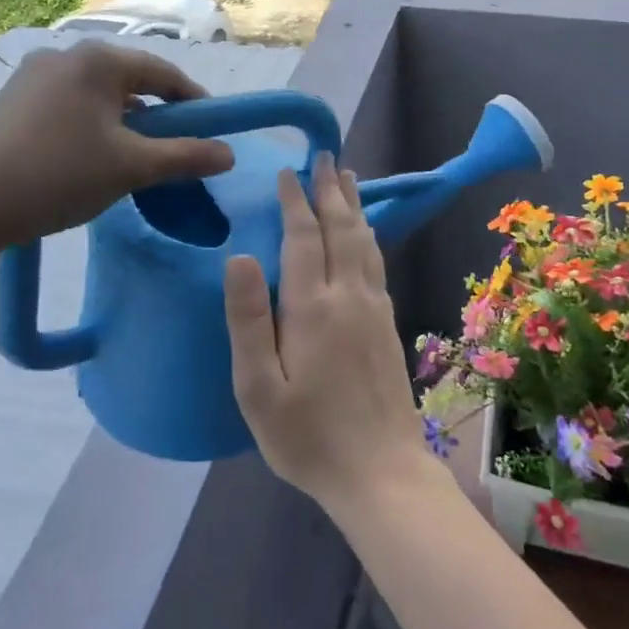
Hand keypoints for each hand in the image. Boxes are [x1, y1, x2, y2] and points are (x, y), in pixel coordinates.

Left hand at [0, 40, 235, 256]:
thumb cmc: (57, 177)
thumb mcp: (132, 168)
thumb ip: (186, 157)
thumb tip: (229, 153)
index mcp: (98, 60)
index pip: (164, 73)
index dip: (194, 103)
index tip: (212, 133)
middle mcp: (65, 54)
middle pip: (131, 81)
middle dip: (158, 115)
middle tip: (172, 151)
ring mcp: (33, 75)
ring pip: (99, 95)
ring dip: (125, 123)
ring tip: (130, 160)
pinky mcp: (12, 98)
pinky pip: (70, 104)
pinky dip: (93, 126)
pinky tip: (88, 160)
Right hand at [224, 155, 428, 514]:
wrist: (381, 472)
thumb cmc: (308, 436)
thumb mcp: (259, 388)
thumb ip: (248, 320)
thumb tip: (240, 256)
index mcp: (312, 307)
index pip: (302, 237)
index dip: (294, 201)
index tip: (287, 172)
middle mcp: (348, 295)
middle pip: (340, 228)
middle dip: (329, 189)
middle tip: (325, 156)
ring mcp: (374, 307)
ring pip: (364, 240)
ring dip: (353, 205)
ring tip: (347, 178)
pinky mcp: (388, 323)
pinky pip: (376, 262)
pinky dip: (368, 235)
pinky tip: (366, 233)